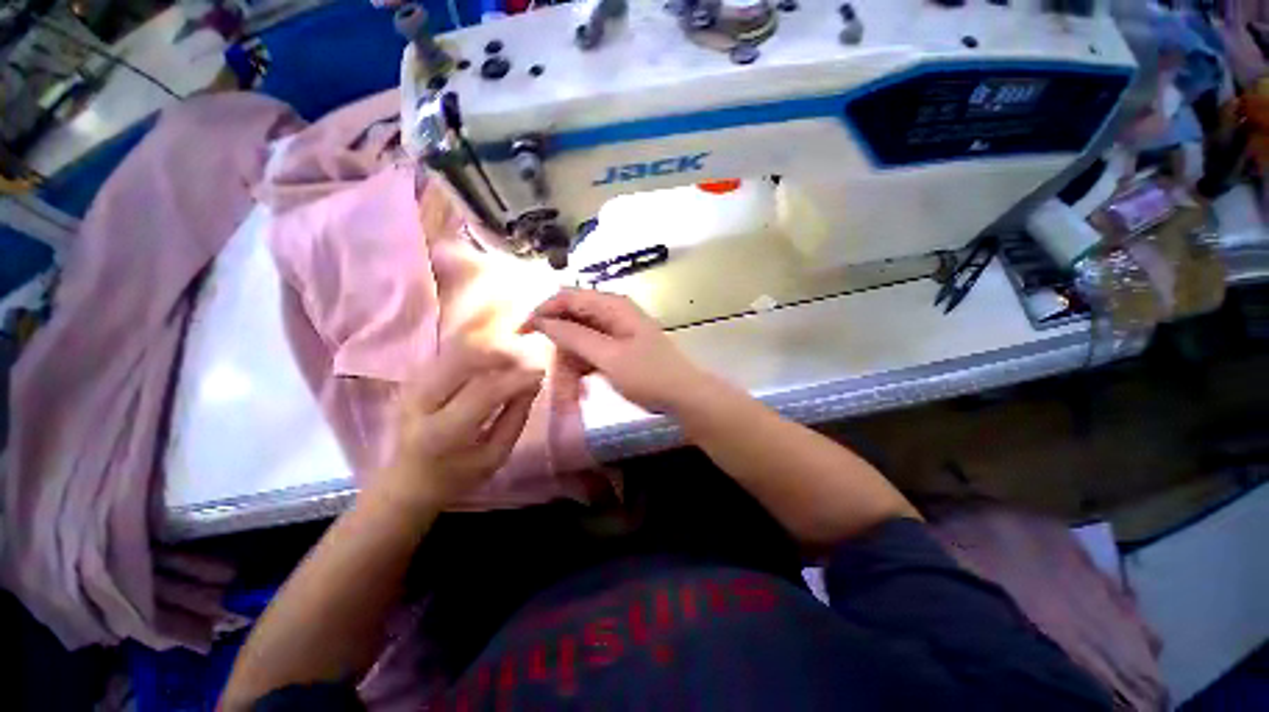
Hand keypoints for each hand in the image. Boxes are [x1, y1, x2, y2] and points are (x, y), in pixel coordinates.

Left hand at [369, 341, 542, 516]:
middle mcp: (419, 403)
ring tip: (515, 353)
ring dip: (490, 346)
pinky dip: (477, 347)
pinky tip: (495, 353)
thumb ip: (516, 418)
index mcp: (441, 433)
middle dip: (502, 352)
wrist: (407, 482)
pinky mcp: (413, 378)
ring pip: (456, 349)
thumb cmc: (457, 476)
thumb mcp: (495, 456)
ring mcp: (412, 386)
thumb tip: (533, 383)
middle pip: (464, 360)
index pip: (483, 392)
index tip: (541, 372)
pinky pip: (450, 352)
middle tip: (528, 357)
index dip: (516, 378)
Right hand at [524, 288, 712, 413]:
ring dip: (571, 368)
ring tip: (572, 396)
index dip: (542, 312)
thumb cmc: (649, 375)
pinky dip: (583, 370)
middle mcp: (612, 313)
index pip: (567, 297)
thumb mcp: (609, 356)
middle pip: (571, 323)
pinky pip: (590, 354)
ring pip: (579, 342)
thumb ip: (574, 336)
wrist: (684, 397)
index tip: (521, 334)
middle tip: (557, 382)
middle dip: (561, 352)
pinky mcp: (618, 349)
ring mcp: (616, 332)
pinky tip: (581, 390)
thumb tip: (542, 320)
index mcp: (612, 306)